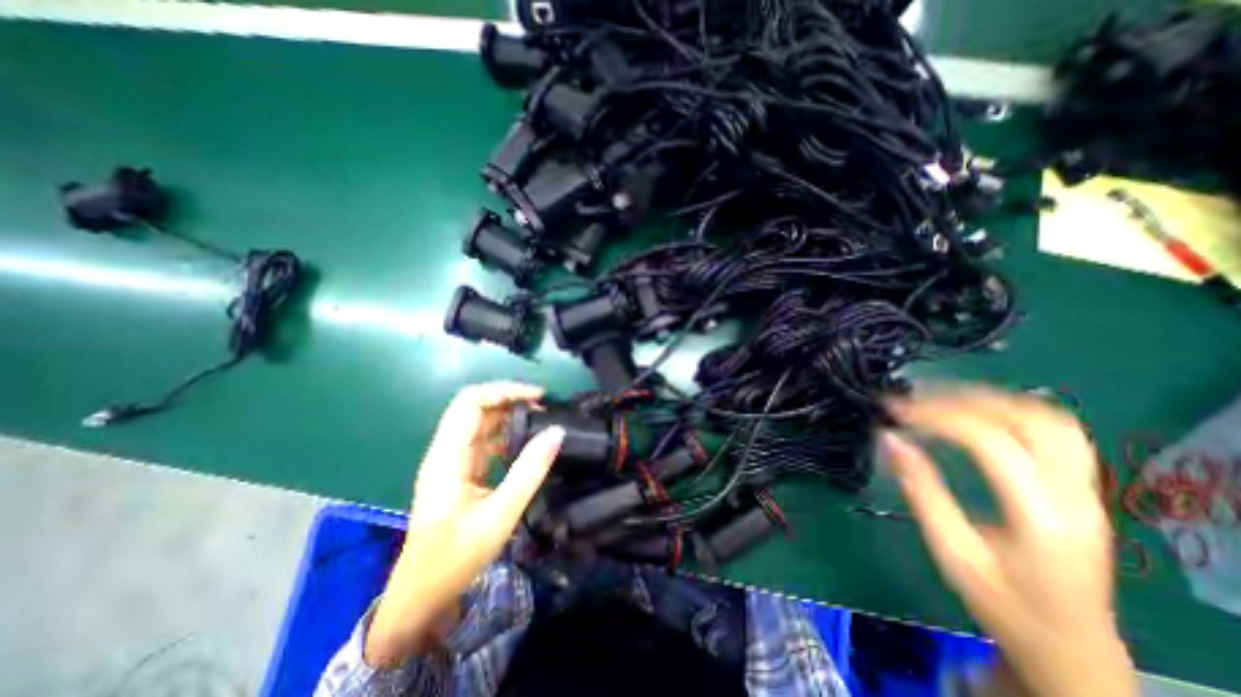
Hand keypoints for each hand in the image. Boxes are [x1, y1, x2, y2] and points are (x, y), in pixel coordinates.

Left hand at [366, 383, 566, 666]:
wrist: (420, 599)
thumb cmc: (453, 560)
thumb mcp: (499, 516)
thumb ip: (529, 472)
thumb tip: (556, 432)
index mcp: (447, 457)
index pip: (470, 403)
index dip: (503, 391)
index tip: (538, 397)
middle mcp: (447, 452)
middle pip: (476, 408)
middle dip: (510, 401)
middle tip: (545, 408)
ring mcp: (453, 463)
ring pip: (482, 424)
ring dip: (511, 417)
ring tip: (542, 421)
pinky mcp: (462, 474)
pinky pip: (486, 443)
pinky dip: (508, 436)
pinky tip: (527, 445)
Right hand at [894, 386, 1131, 696]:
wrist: (1072, 647)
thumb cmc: (1002, 603)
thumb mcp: (951, 552)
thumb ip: (921, 492)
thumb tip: (889, 439)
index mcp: (1042, 518)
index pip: (991, 443)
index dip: (937, 416)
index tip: (892, 410)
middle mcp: (1076, 497)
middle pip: (1030, 420)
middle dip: (963, 400)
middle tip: (914, 401)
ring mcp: (1088, 491)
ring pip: (1050, 419)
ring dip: (989, 400)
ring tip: (939, 400)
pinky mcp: (1083, 489)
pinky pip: (1055, 431)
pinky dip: (1009, 411)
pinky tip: (976, 414)